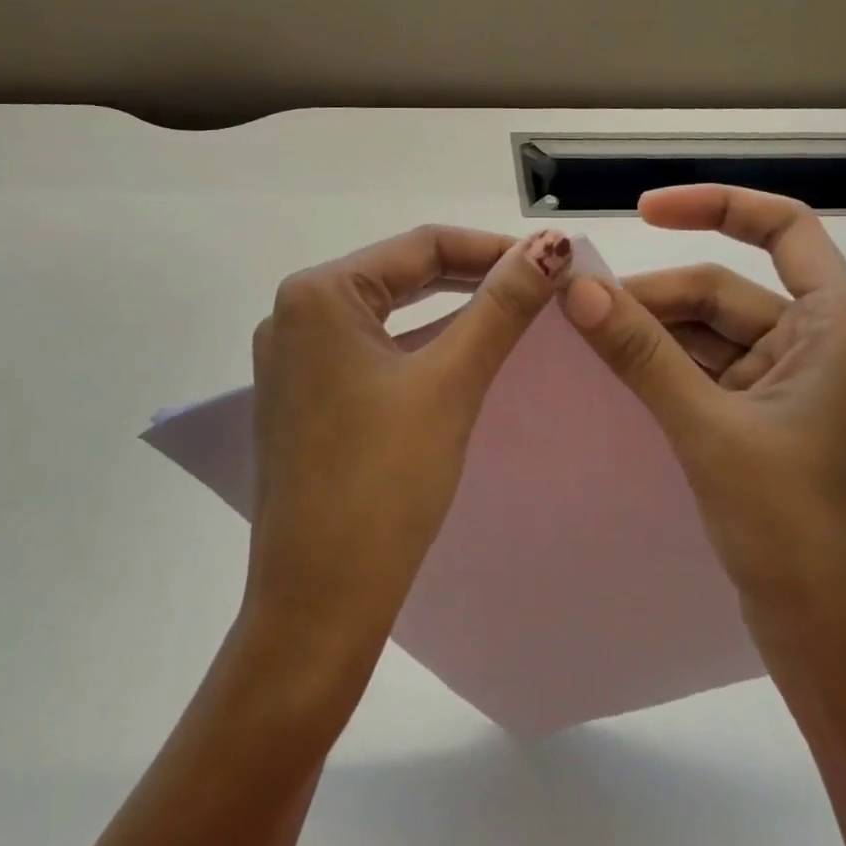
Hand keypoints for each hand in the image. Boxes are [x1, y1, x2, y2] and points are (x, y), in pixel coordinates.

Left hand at [245, 224, 573, 689]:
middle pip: (400, 274)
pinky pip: (369, 349)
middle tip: (540, 288)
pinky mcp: (301, 395)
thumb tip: (552, 246)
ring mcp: (292, 357)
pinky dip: (417, 345)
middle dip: (472, 276)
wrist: (318, 601)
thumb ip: (501, 307)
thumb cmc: (383, 482)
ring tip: (512, 313)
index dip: (493, 248)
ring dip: (448, 311)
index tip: (553, 263)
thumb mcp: (450, 383)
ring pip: (386, 312)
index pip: (420, 245)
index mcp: (317, 293)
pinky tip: (459, 353)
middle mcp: (293, 313)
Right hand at [560, 186, 845, 692]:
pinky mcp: (768, 432)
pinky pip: (708, 379)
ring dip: (653, 337)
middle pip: (726, 291)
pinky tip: (616, 379)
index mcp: (837, 328)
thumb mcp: (710, 430)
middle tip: (578, 310)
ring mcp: (793, 393)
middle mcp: (820, 349)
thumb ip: (641, 353)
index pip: (784, 229)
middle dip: (655, 297)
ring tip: (586, 343)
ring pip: (710, 339)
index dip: (715, 206)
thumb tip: (576, 286)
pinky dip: (665, 373)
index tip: (641, 212)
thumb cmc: (799, 532)